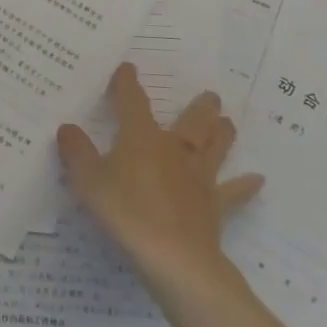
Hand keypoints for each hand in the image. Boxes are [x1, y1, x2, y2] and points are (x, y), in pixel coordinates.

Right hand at [59, 64, 264, 287]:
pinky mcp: (213, 206)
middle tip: (211, 96)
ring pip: (213, 149)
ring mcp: (198, 178)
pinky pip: (232, 193)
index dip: (127, 84)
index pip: (132, 101)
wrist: (174, 257)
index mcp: (141, 137)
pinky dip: (244, 186)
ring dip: (221, 134)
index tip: (127, 69)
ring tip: (228, 122)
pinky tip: (258, 181)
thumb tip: (68, 128)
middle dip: (198, 107)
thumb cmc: (126, 212)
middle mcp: (173, 150)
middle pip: (189, 122)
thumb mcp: (88, 180)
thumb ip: (76, 152)